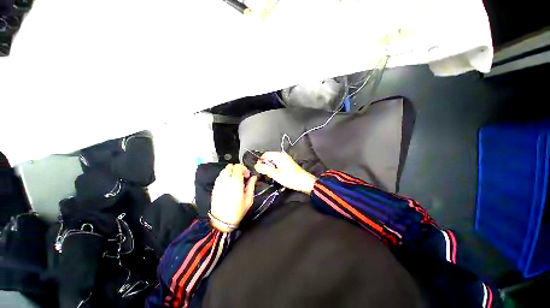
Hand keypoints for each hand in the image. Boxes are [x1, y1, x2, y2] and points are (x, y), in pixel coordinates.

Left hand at [210, 164, 256, 231]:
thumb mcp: (249, 199)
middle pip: (230, 166)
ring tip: (235, 180)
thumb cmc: (237, 211)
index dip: (244, 169)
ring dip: (231, 172)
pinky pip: (220, 176)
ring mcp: (218, 183)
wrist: (221, 221)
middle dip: (237, 169)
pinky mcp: (214, 187)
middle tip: (242, 176)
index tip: (247, 176)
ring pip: (224, 170)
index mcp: (235, 181)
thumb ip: (251, 185)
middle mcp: (225, 179)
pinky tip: (229, 184)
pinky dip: (225, 176)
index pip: (238, 166)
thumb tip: (254, 177)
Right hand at [254, 152, 316, 194]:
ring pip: (273, 162)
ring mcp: (286, 159)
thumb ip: (264, 169)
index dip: (261, 161)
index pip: (265, 154)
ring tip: (273, 176)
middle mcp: (282, 155)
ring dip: (271, 169)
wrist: (305, 182)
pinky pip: (278, 165)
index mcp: (279, 155)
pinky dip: (276, 170)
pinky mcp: (288, 164)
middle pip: (269, 158)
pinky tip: (278, 176)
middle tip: (267, 175)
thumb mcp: (275, 174)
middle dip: (266, 166)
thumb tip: (256, 165)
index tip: (260, 170)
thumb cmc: (290, 178)